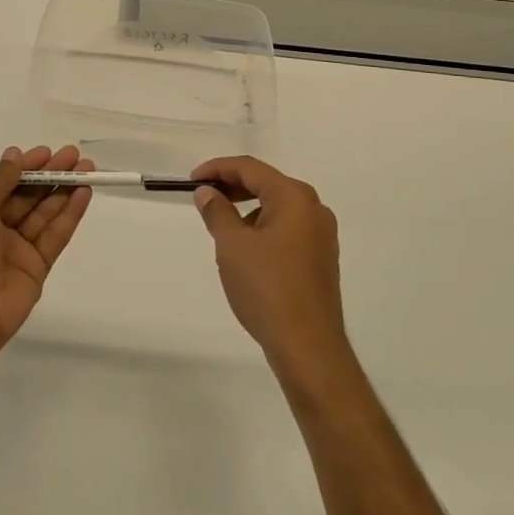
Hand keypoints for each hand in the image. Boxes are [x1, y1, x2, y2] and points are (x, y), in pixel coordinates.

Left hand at [0, 145, 92, 369]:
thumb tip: (14, 155)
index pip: (4, 184)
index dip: (25, 167)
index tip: (47, 152)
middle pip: (28, 196)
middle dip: (50, 174)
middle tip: (74, 155)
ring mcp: (17, 250)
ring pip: (45, 213)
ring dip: (65, 189)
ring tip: (87, 169)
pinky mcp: (38, 268)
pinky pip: (55, 236)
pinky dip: (70, 215)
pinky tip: (84, 194)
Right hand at [192, 156, 348, 378]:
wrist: (308, 346)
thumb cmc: (267, 288)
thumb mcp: (232, 246)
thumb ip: (217, 212)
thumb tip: (207, 193)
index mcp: (294, 197)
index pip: (250, 168)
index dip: (217, 168)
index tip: (191, 180)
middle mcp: (314, 208)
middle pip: (267, 183)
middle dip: (232, 187)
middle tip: (203, 198)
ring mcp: (322, 235)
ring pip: (277, 207)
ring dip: (247, 208)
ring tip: (222, 226)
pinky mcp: (321, 258)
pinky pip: (287, 228)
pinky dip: (263, 227)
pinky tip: (246, 249)